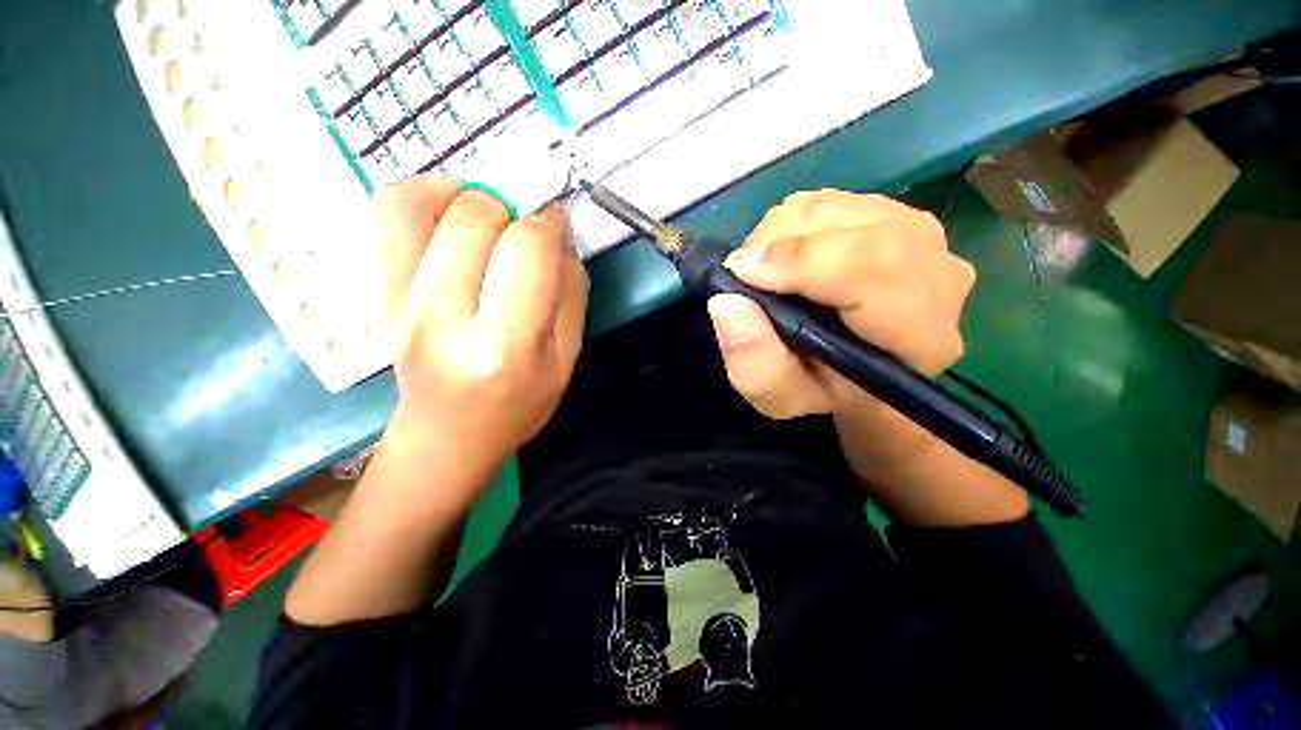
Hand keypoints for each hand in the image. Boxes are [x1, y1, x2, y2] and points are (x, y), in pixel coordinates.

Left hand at [376, 176, 587, 506]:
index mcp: (505, 344)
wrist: (449, 433)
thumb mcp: (566, 360)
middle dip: (514, 212)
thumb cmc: (519, 403)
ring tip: (491, 218)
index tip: (558, 224)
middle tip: (526, 234)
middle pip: (476, 218)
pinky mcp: (379, 292)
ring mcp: (400, 302)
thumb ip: (571, 295)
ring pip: (421, 203)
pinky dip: (423, 194)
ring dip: (468, 195)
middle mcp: (444, 317)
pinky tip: (452, 215)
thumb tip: (560, 241)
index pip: (528, 250)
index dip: (550, 223)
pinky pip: (389, 214)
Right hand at [707, 190, 974, 456]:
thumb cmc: (823, 388)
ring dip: (780, 233)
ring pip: (836, 207)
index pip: (874, 267)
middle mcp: (937, 274)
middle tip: (745, 275)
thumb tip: (726, 302)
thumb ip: (756, 364)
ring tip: (763, 272)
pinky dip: (790, 223)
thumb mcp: (781, 396)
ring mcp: (920, 235)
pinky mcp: (894, 213)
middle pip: (853, 226)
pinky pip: (830, 200)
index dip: (801, 261)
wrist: (858, 371)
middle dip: (779, 244)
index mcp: (920, 334)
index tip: (743, 273)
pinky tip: (784, 256)